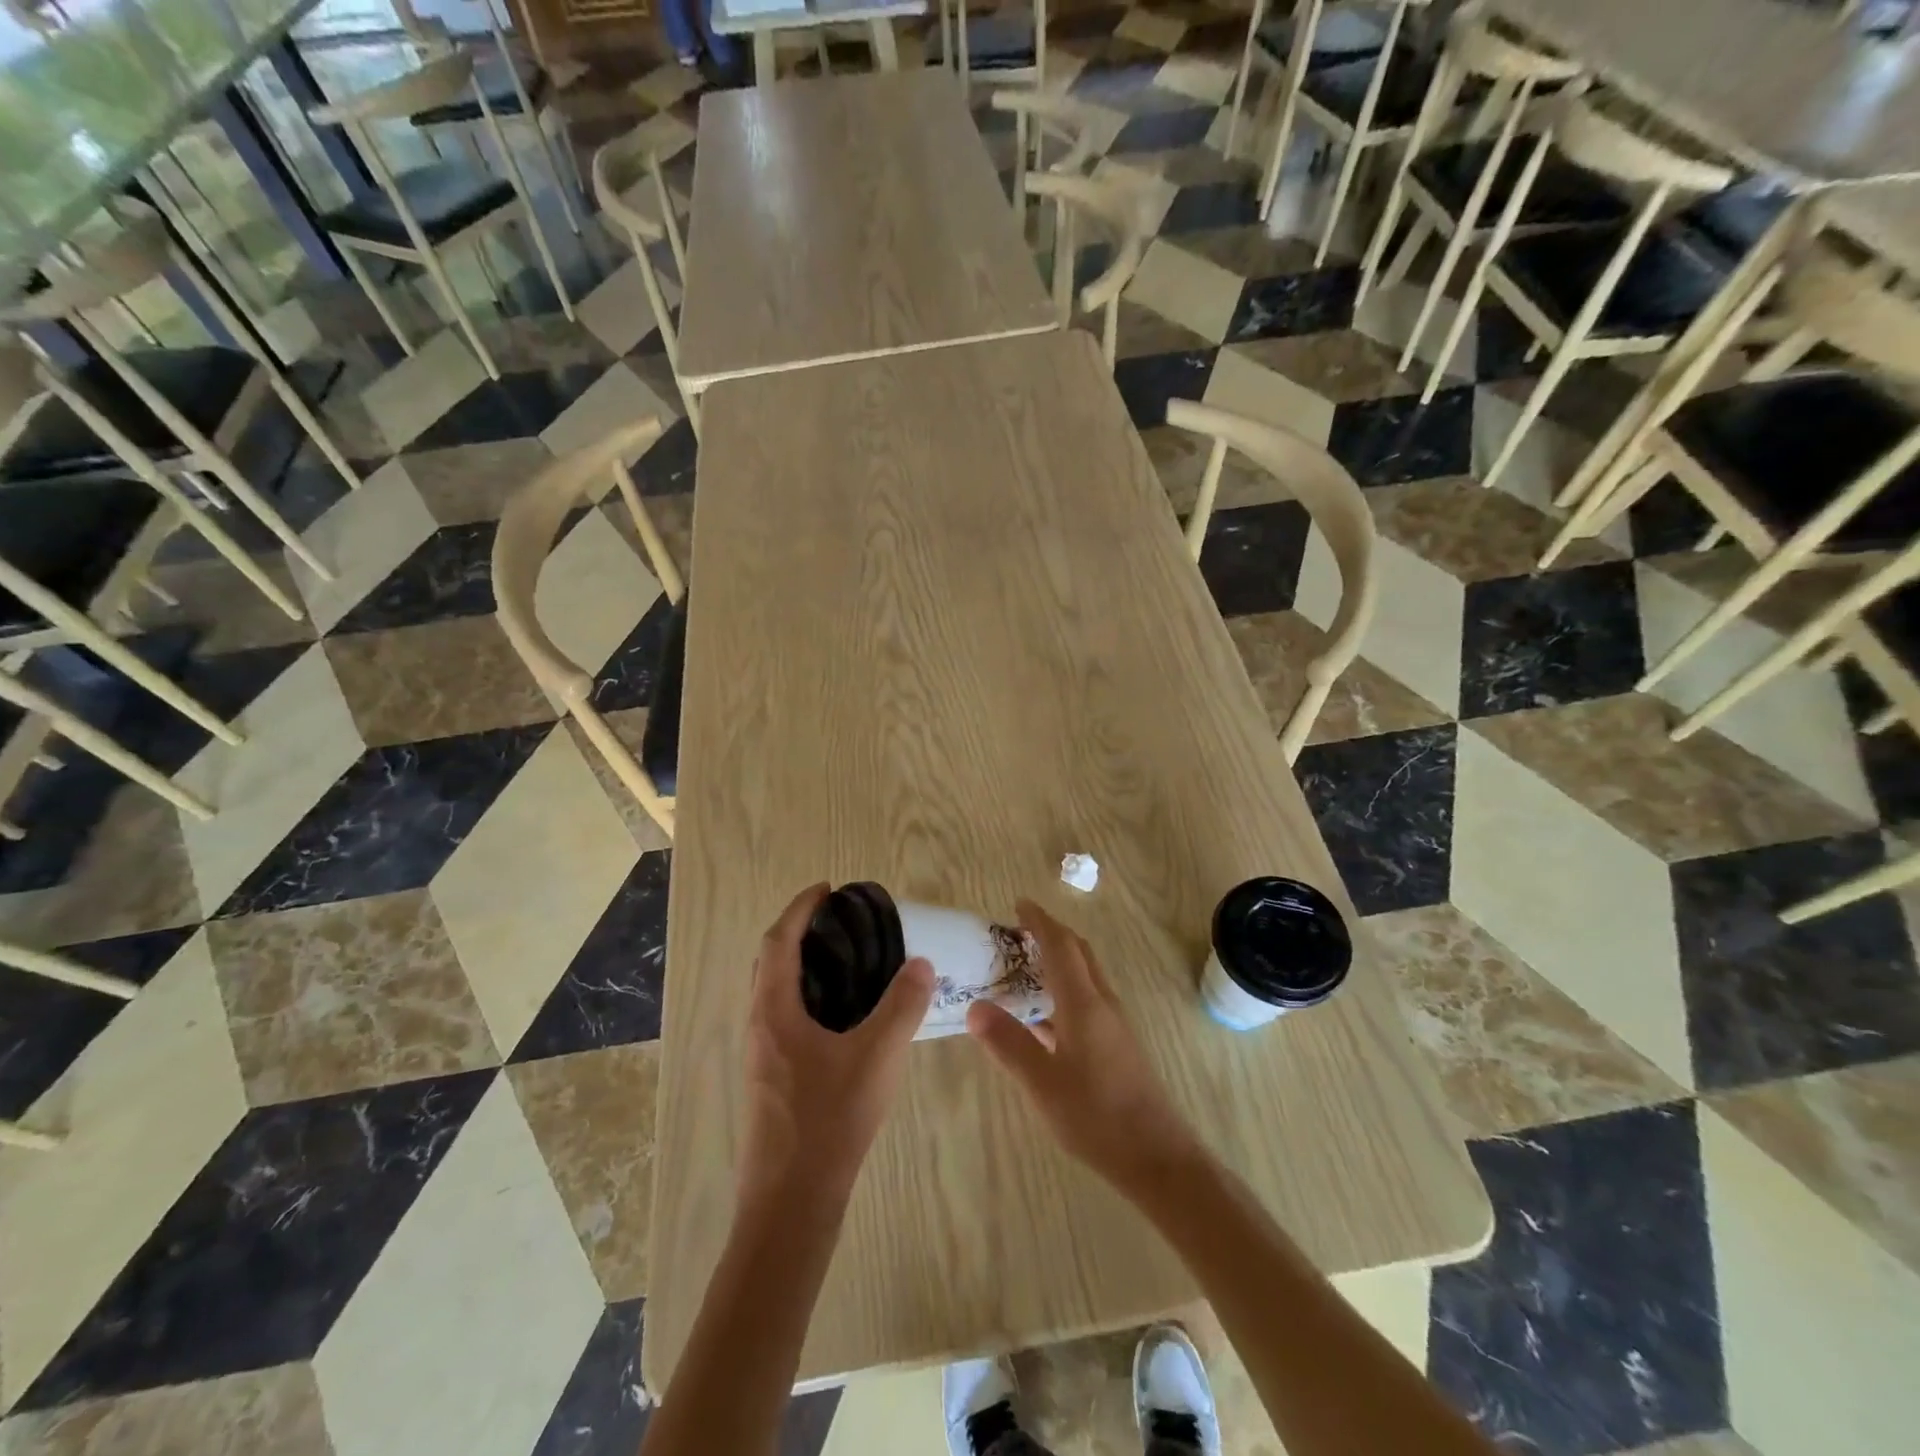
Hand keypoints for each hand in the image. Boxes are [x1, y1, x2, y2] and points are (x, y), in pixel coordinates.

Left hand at [739, 884, 934, 1215]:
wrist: (791, 1204)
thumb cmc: (829, 1122)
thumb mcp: (876, 1057)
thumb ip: (902, 1006)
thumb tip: (920, 963)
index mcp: (773, 1011)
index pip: (779, 941)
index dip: (801, 908)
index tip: (828, 889)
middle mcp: (758, 1026)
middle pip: (770, 962)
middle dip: (798, 932)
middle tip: (840, 923)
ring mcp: (760, 1055)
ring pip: (774, 992)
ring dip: (801, 966)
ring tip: (846, 962)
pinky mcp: (770, 1079)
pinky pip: (782, 1017)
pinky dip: (805, 996)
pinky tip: (842, 1017)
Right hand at [967, 899, 1202, 1197]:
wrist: (1156, 1156)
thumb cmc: (1096, 1115)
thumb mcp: (1042, 1082)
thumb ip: (1008, 1043)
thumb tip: (975, 1007)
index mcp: (1084, 1003)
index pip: (1060, 946)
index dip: (1039, 921)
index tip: (1018, 904)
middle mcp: (1102, 1003)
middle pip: (1078, 953)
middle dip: (1050, 935)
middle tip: (1017, 932)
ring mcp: (1113, 1025)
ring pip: (1084, 977)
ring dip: (1057, 963)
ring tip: (1023, 969)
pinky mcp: (1117, 1045)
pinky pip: (1086, 1001)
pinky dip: (1062, 992)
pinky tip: (1042, 1019)